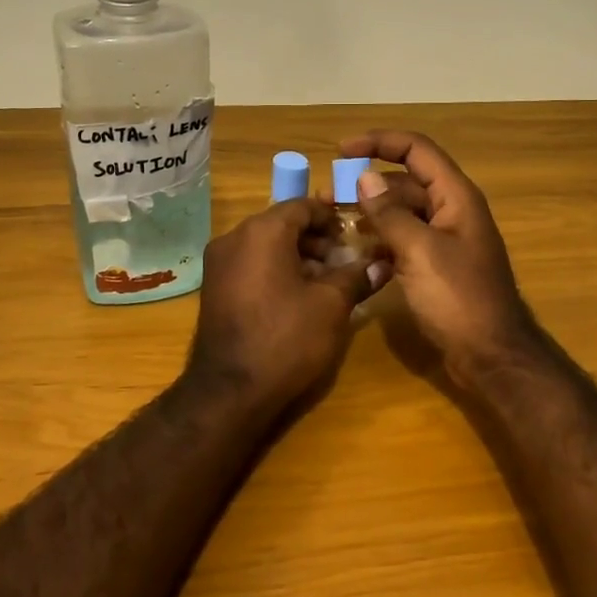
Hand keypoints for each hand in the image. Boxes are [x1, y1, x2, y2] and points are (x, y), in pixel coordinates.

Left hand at [187, 199, 382, 412]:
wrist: (230, 390)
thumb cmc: (286, 339)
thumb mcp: (331, 306)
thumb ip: (357, 276)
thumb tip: (383, 264)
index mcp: (261, 232)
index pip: (301, 206)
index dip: (331, 216)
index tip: (354, 233)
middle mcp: (233, 238)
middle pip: (282, 224)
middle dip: (316, 239)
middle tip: (344, 260)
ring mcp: (218, 264)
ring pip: (265, 245)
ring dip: (297, 255)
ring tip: (326, 281)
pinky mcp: (214, 289)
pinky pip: (250, 265)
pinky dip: (275, 270)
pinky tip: (298, 296)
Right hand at [338, 130, 537, 378]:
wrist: (490, 354)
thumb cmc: (458, 298)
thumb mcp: (419, 251)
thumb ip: (390, 213)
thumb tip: (364, 178)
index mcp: (456, 197)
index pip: (416, 150)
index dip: (379, 142)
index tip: (341, 150)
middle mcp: (451, 210)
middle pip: (405, 181)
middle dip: (367, 183)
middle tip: (327, 196)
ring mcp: (445, 239)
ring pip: (402, 212)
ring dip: (371, 212)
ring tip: (334, 221)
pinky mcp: (436, 265)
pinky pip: (404, 239)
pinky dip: (381, 239)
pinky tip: (357, 251)